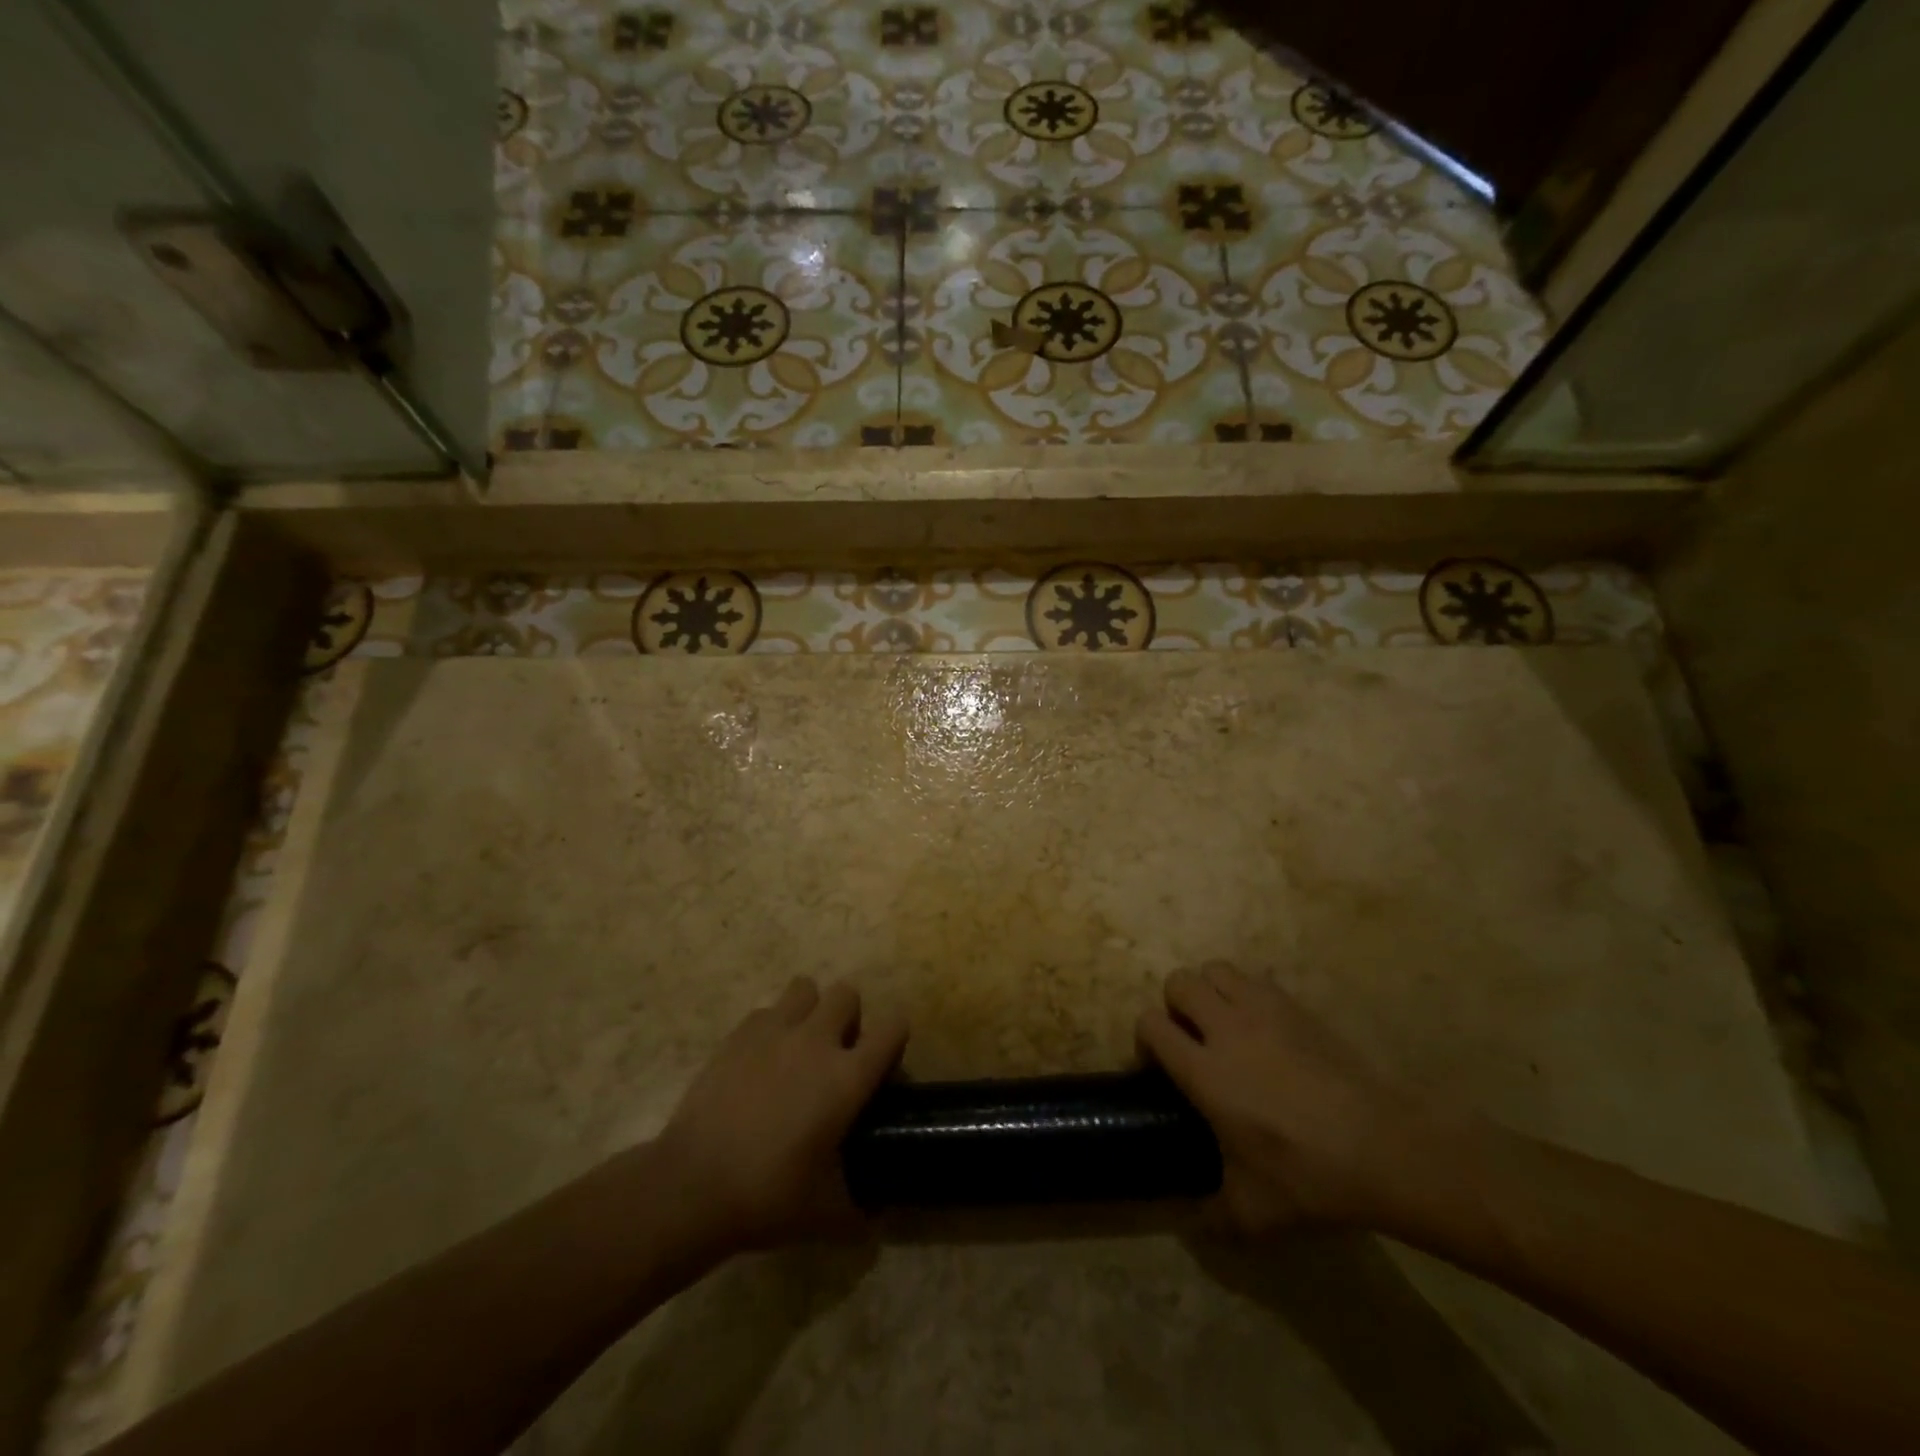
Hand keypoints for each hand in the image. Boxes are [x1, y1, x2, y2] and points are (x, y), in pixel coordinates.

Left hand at [656, 978, 906, 1253]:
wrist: (693, 1184)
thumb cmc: (769, 1196)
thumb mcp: (826, 1214)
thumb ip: (859, 1210)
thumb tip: (875, 1218)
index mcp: (848, 1076)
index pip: (894, 1028)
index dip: (895, 1040)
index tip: (885, 1064)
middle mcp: (817, 1040)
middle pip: (848, 994)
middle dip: (849, 1017)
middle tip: (837, 1054)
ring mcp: (774, 1031)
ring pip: (805, 988)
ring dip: (810, 1009)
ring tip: (799, 1045)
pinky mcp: (738, 1034)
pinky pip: (766, 1011)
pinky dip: (771, 1026)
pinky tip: (760, 1060)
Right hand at [1138, 962, 1408, 1234]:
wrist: (1383, 1147)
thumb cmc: (1309, 1177)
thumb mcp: (1253, 1211)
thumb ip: (1210, 1212)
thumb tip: (1187, 1220)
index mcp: (1205, 1072)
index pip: (1151, 1024)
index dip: (1146, 1039)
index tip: (1159, 1065)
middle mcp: (1226, 1030)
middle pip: (1179, 982)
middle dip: (1175, 1005)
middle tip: (1191, 1038)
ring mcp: (1264, 1011)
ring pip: (1216, 969)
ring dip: (1210, 990)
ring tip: (1224, 1023)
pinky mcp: (1297, 1006)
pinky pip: (1257, 979)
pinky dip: (1248, 992)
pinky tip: (1264, 1027)